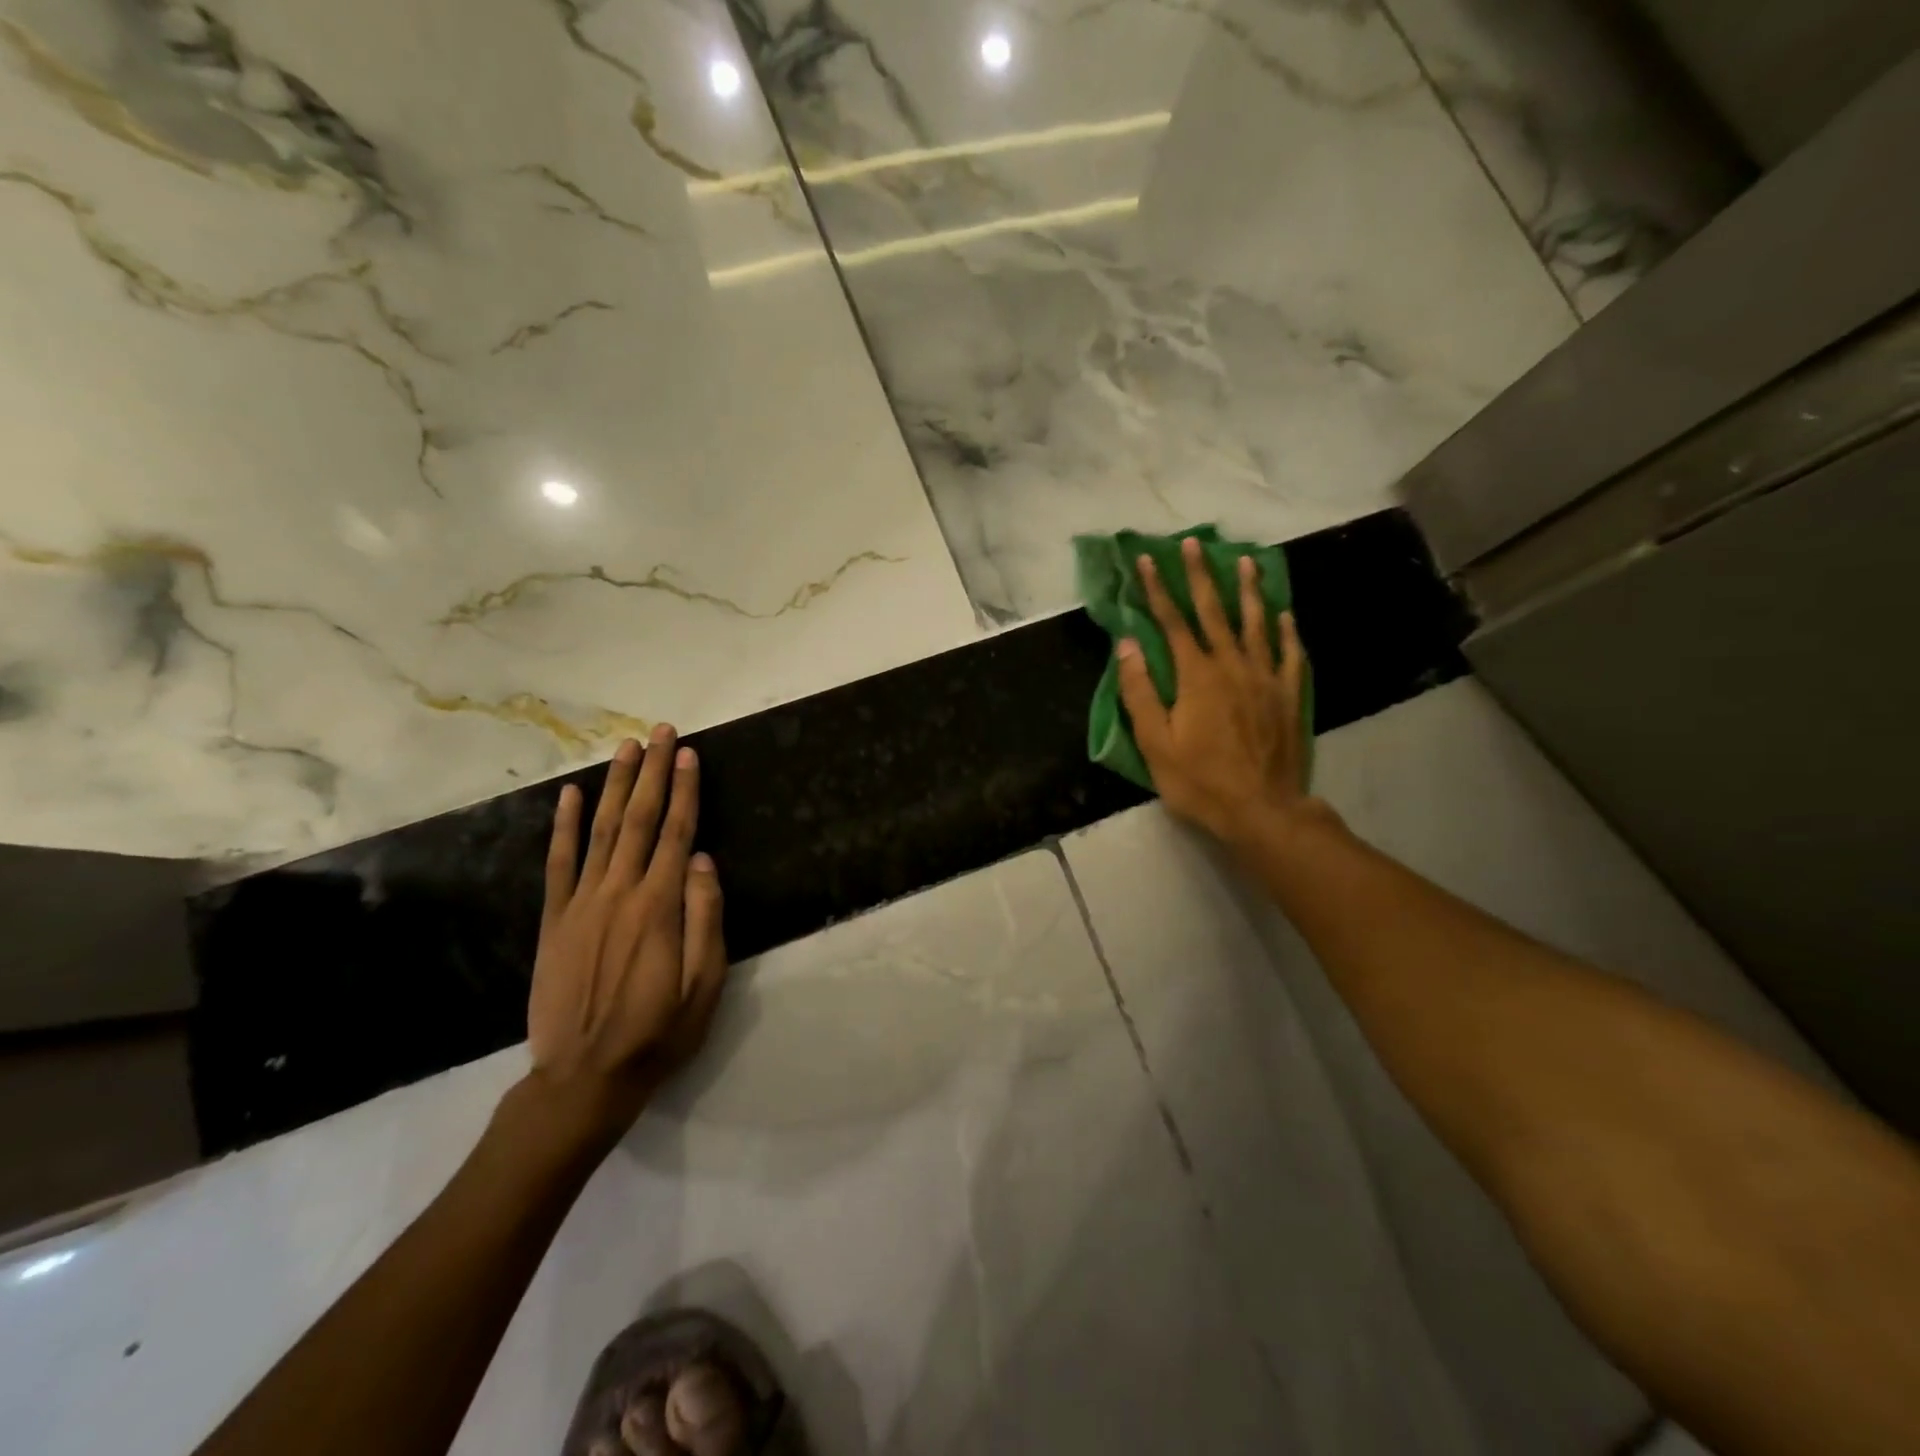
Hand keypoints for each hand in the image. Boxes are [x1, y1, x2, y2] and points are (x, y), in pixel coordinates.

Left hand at [521, 726, 728, 1149]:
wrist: (584, 1078)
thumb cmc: (659, 1032)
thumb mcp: (704, 985)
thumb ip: (705, 919)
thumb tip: (703, 860)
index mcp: (659, 907)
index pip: (677, 833)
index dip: (685, 790)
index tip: (688, 754)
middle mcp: (619, 893)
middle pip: (640, 820)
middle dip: (653, 772)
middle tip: (660, 732)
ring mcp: (581, 904)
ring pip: (602, 830)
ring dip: (616, 785)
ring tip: (626, 748)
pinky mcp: (555, 920)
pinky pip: (560, 863)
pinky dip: (566, 826)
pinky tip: (572, 796)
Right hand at [1116, 536, 1313, 845]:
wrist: (1262, 810)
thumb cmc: (1199, 781)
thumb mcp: (1155, 743)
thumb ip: (1140, 691)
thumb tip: (1127, 644)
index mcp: (1196, 676)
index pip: (1171, 622)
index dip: (1156, 589)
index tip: (1145, 561)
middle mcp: (1232, 665)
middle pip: (1213, 611)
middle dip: (1199, 575)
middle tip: (1193, 543)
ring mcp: (1265, 678)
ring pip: (1255, 624)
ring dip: (1247, 591)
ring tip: (1244, 562)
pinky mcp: (1288, 695)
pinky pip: (1288, 654)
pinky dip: (1285, 631)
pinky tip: (1283, 614)